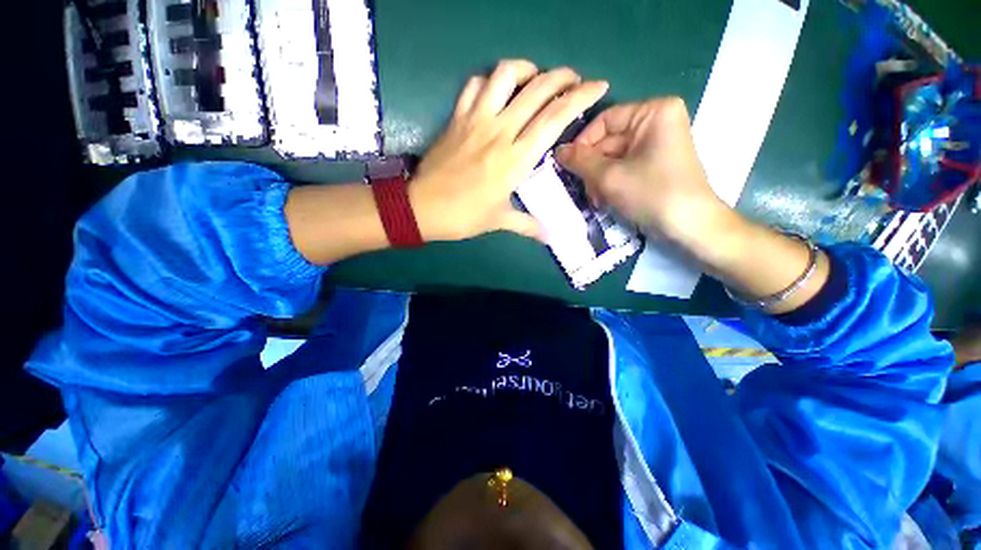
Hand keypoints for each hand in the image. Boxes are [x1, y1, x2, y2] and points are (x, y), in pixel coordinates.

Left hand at [410, 59, 608, 241]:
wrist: (422, 208)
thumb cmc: (464, 216)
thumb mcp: (499, 221)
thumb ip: (528, 226)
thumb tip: (550, 237)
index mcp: (516, 158)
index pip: (556, 117)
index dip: (581, 97)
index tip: (598, 87)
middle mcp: (500, 131)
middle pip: (538, 88)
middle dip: (563, 76)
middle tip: (573, 80)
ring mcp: (476, 120)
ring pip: (506, 75)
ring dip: (527, 70)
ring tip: (536, 79)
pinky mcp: (457, 117)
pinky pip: (475, 85)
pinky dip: (490, 81)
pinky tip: (497, 92)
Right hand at [554, 97, 730, 247]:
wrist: (689, 226)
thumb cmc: (652, 193)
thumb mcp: (609, 176)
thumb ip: (580, 161)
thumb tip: (557, 151)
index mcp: (653, 112)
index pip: (605, 120)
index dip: (583, 143)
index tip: (567, 166)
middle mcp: (656, 122)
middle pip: (608, 142)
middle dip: (592, 168)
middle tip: (584, 190)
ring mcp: (655, 145)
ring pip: (612, 158)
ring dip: (598, 180)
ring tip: (596, 199)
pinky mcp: (653, 165)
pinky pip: (622, 169)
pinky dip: (610, 184)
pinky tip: (605, 201)